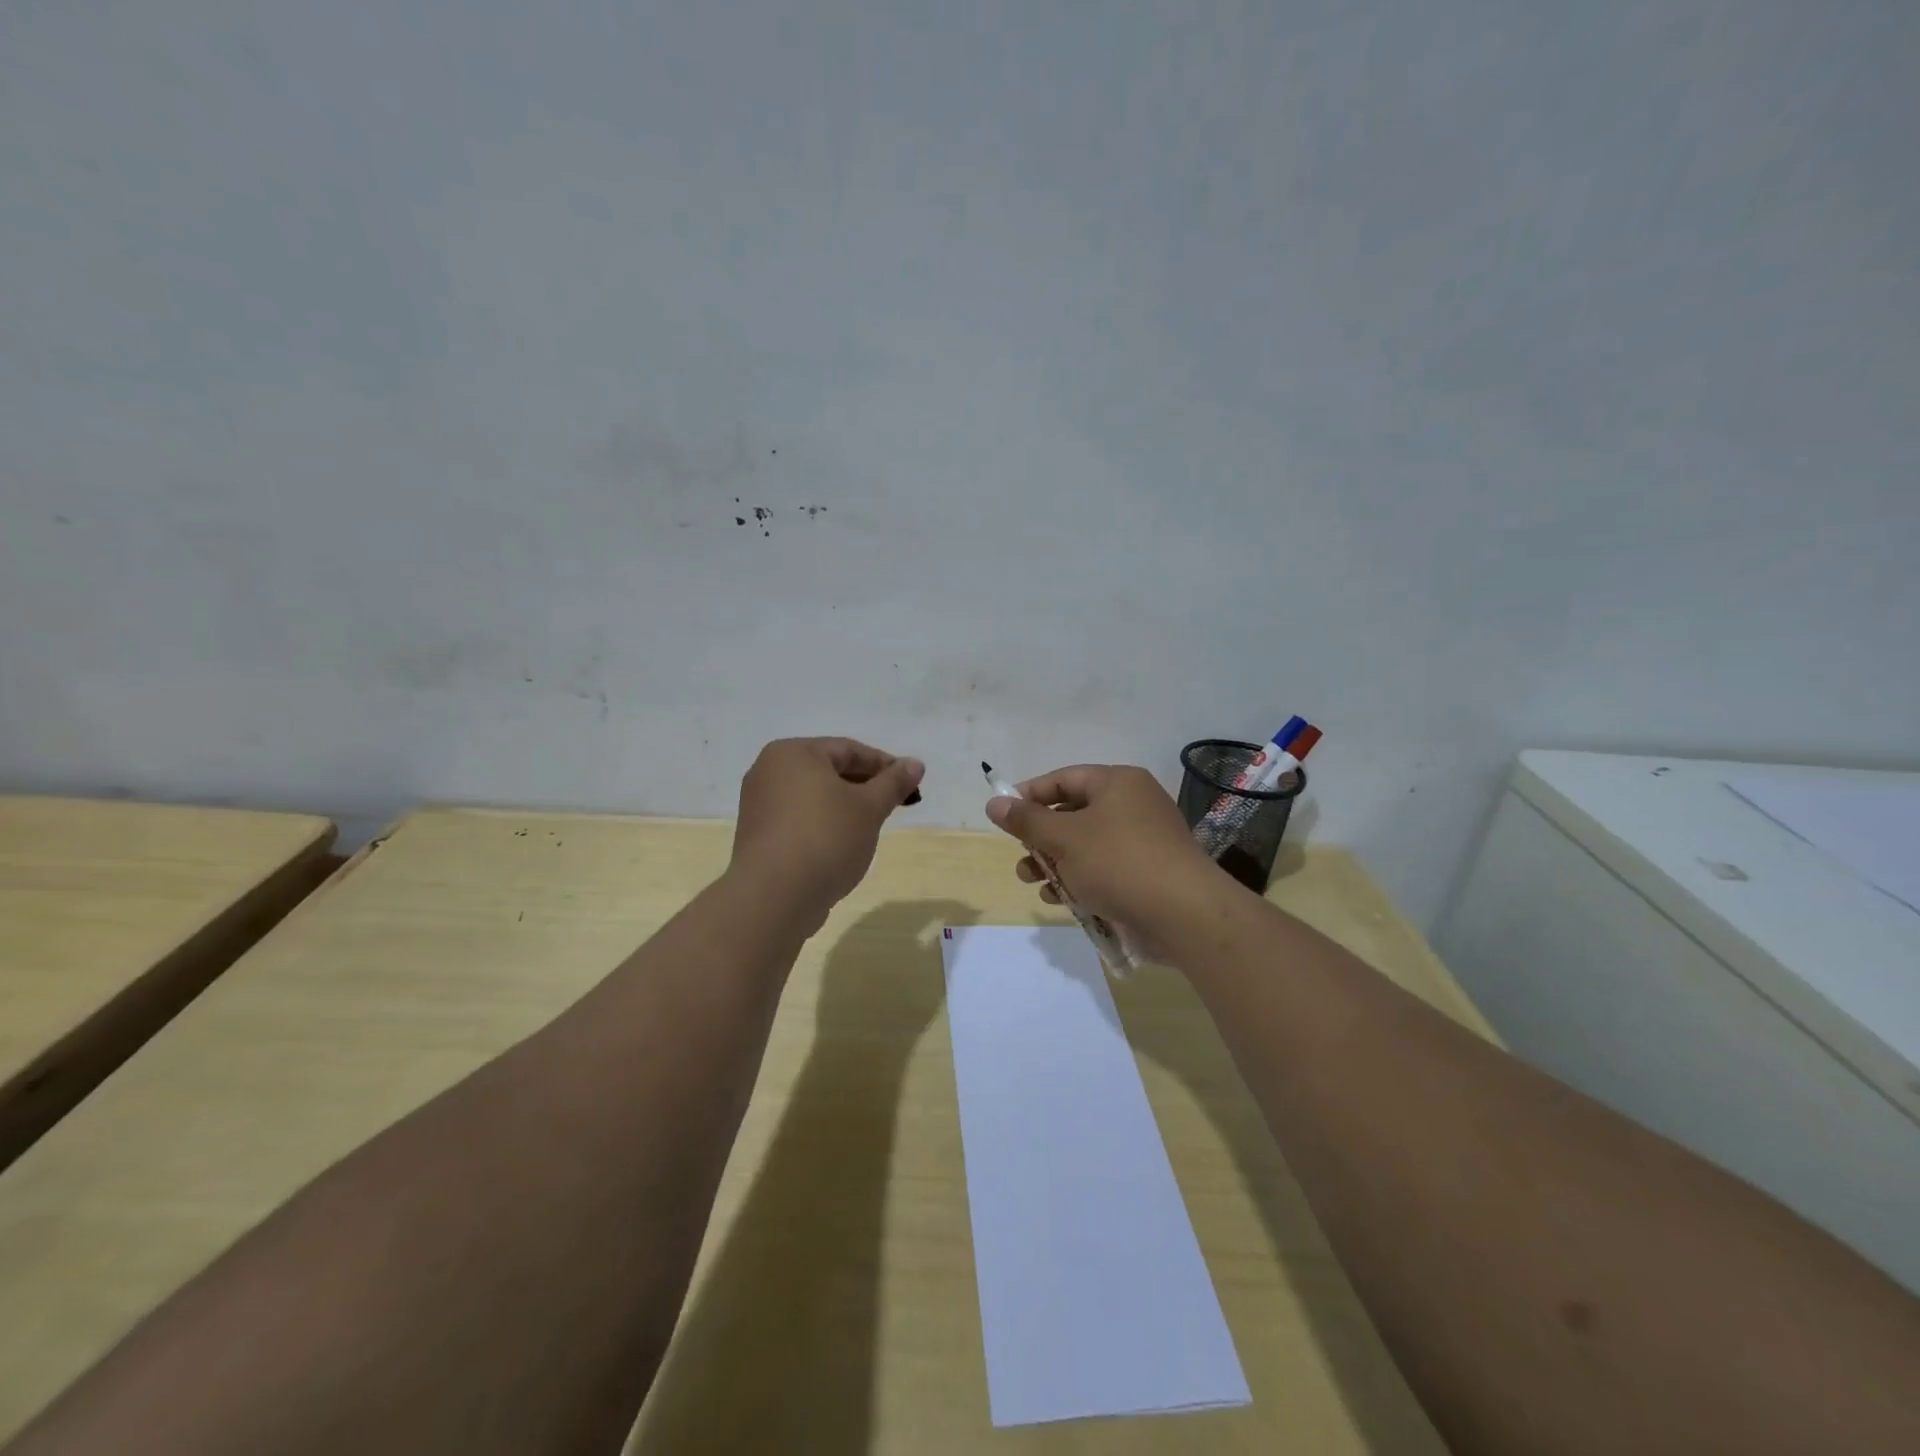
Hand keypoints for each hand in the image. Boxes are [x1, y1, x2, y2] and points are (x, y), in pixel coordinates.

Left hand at [730, 738, 924, 932]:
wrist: (774, 897)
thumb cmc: (825, 838)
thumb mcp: (869, 808)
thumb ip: (893, 783)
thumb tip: (915, 764)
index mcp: (793, 753)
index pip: (849, 749)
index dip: (884, 765)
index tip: (910, 784)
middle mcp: (768, 771)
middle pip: (829, 771)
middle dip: (865, 786)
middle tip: (894, 805)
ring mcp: (759, 805)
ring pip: (814, 797)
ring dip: (845, 807)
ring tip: (871, 826)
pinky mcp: (758, 836)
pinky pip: (799, 819)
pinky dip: (824, 825)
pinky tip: (842, 845)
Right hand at [986, 765, 1230, 945]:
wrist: (1185, 915)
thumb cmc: (1119, 863)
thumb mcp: (1064, 838)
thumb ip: (1027, 821)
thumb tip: (994, 802)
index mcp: (1118, 783)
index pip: (1064, 778)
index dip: (1030, 794)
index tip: (1003, 815)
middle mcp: (1133, 805)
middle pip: (1074, 813)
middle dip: (1041, 838)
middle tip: (1021, 856)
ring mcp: (1143, 841)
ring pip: (1086, 845)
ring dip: (1055, 863)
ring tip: (1032, 882)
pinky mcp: (1148, 874)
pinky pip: (1104, 869)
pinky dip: (1080, 880)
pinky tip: (1061, 900)